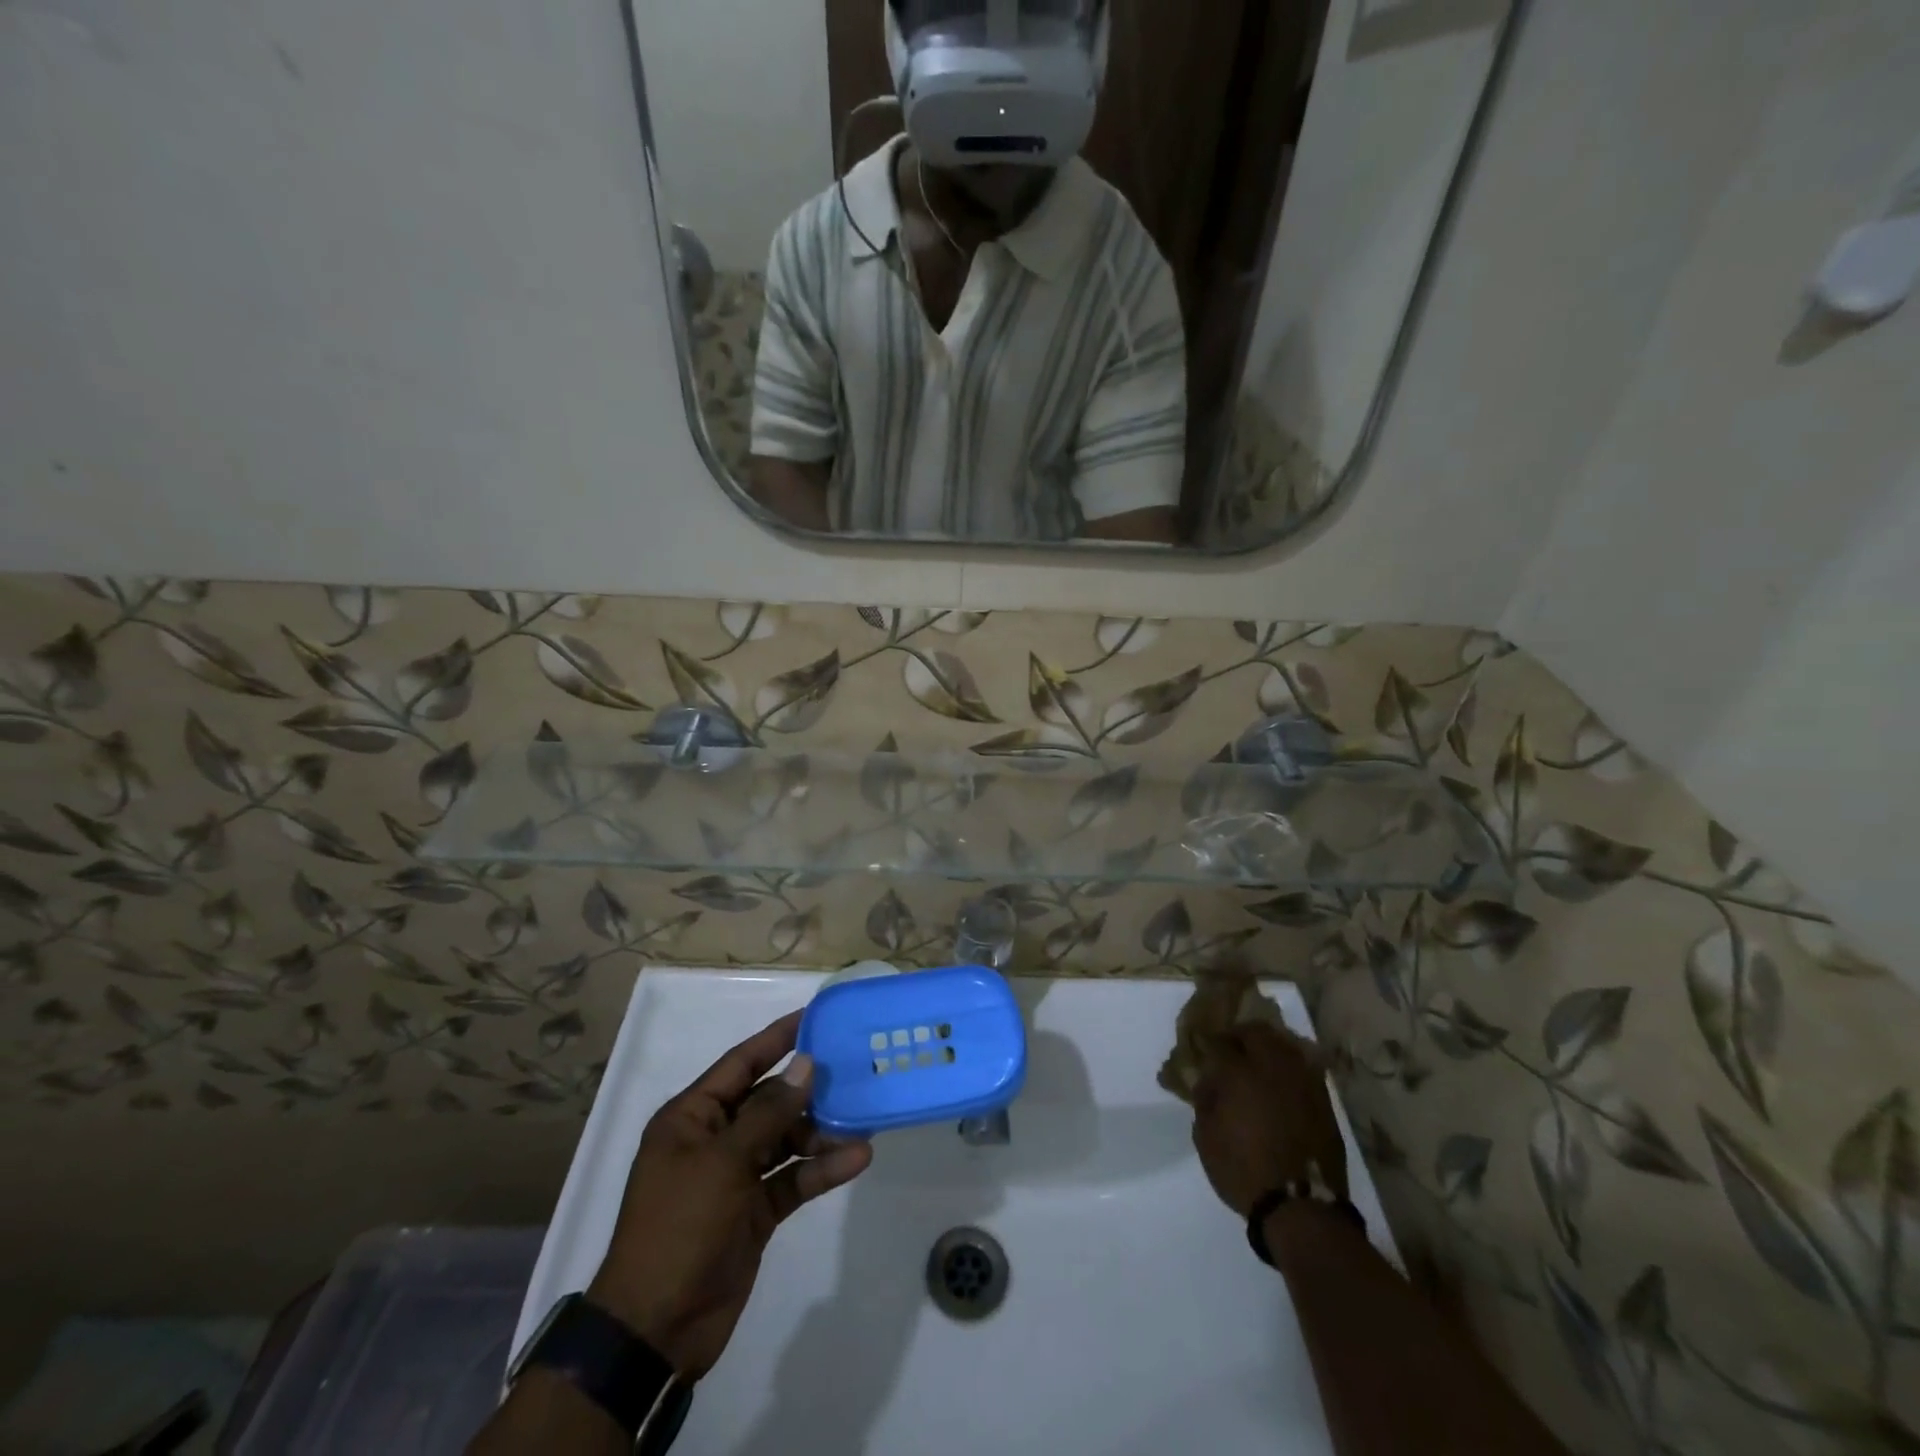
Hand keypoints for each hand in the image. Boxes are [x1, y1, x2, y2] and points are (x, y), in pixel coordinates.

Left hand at [588, 1010, 871, 1376]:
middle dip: (808, 1090)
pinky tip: (856, 1159)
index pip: (741, 1064)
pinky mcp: (754, 1211)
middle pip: (768, 1101)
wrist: (656, 1329)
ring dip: (820, 1132)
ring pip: (785, 1140)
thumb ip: (769, 1113)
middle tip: (854, 1070)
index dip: (777, 1039)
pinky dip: (821, 1170)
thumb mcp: (723, 1162)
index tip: (815, 1017)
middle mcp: (714, 1139)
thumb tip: (805, 1065)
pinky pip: (792, 1179)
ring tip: (863, 1120)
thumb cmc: (680, 1227)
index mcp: (692, 1118)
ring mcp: (735, 1177)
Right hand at [1191, 1022, 1346, 1217]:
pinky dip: (1291, 1066)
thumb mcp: (1206, 1139)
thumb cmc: (1244, 1171)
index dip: (1209, 1043)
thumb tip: (1206, 1082)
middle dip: (1241, 1035)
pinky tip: (1282, 1080)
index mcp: (1238, 1074)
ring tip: (1259, 1060)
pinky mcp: (1322, 1099)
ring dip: (1269, 1046)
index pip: (1220, 1043)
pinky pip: (1304, 1067)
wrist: (1301, 1207)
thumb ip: (1204, 1103)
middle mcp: (1271, 1068)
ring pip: (1285, 1044)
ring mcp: (1301, 1081)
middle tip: (1232, 1048)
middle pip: (1256, 1032)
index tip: (1204, 1049)